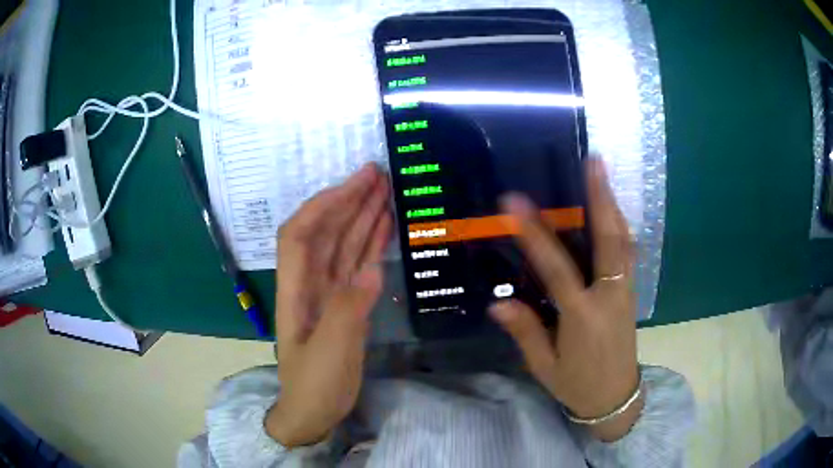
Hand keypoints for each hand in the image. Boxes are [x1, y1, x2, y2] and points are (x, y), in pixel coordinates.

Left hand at [266, 163, 391, 447]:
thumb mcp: (330, 354)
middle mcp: (310, 283)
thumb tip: (373, 270)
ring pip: (344, 243)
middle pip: (325, 231)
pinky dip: (370, 242)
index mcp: (296, 290)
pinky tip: (384, 224)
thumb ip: (348, 311)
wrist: (313, 412)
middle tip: (376, 173)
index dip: (323, 204)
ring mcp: (329, 291)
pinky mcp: (346, 302)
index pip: (301, 234)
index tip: (353, 184)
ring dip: (361, 215)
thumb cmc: (313, 386)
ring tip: (385, 189)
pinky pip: (357, 263)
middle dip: (347, 199)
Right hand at [490, 159, 641, 441]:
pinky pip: (627, 252)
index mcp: (582, 317)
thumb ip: (526, 332)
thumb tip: (498, 303)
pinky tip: (613, 210)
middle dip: (600, 197)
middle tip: (593, 161)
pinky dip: (620, 226)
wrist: (616, 398)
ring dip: (612, 205)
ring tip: (602, 174)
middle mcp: (609, 296)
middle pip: (608, 240)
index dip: (535, 234)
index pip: (557, 268)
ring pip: (623, 241)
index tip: (515, 203)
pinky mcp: (631, 293)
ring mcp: (625, 291)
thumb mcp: (544, 366)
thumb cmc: (577, 384)